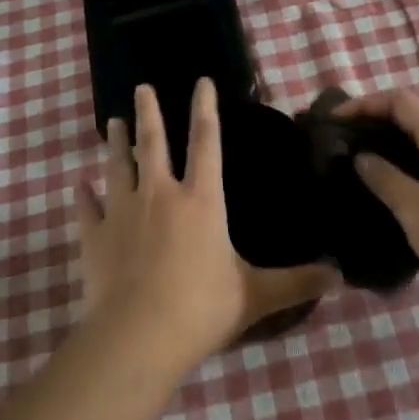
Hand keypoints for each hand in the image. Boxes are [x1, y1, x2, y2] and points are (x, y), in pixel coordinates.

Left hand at [78, 78, 334, 372]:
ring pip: (116, 166)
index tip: (201, 81)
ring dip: (114, 142)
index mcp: (200, 200)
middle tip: (142, 86)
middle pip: (152, 142)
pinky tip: (79, 186)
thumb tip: (339, 277)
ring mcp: (122, 212)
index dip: (205, 108)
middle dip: (149, 111)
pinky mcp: (94, 237)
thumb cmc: (199, 309)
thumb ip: (296, 283)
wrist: (136, 338)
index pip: (206, 141)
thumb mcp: (256, 296)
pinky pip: (87, 208)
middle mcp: (159, 195)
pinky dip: (84, 196)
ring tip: (112, 122)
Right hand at [341, 88, 418, 305]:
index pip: (398, 100)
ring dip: (394, 152)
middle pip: (412, 119)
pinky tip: (398, 200)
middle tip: (345, 150)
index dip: (364, 104)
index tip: (334, 123)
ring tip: (364, 175)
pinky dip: (412, 173)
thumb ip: (383, 178)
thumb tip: (362, 157)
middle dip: (376, 127)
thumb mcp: (413, 207)